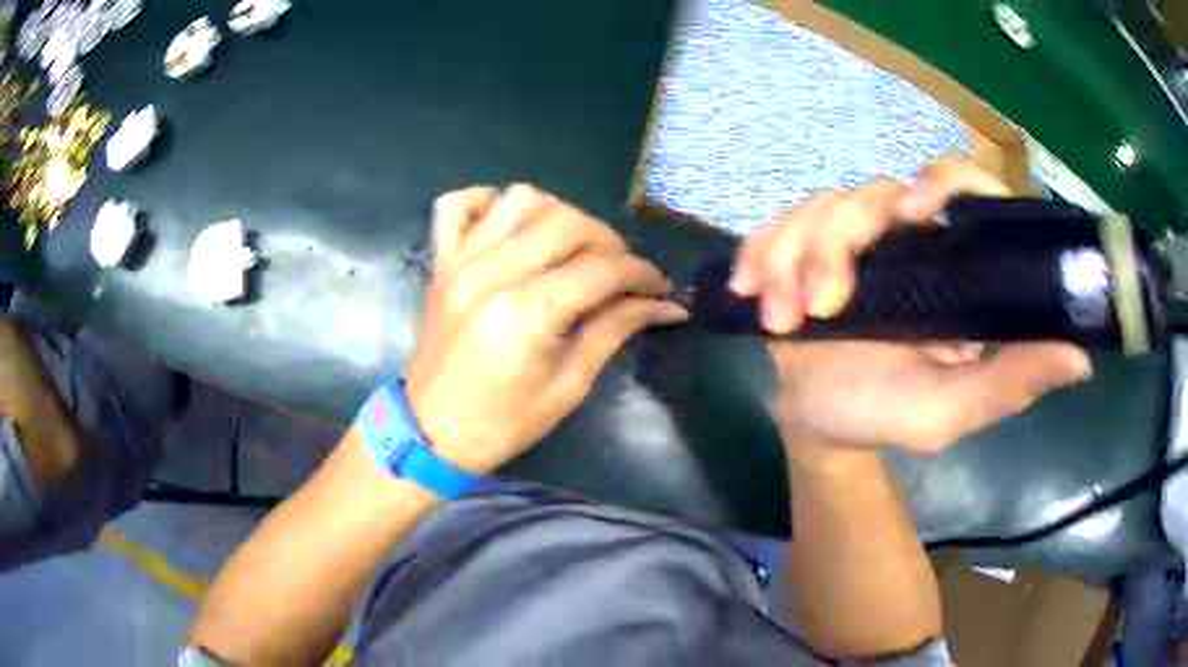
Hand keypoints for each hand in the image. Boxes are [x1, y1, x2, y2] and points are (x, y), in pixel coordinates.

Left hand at [405, 185, 687, 472]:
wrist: (431, 433)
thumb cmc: (503, 422)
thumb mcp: (569, 385)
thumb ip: (615, 330)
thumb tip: (665, 306)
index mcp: (526, 312)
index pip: (601, 268)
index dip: (640, 273)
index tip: (659, 287)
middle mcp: (492, 272)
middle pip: (568, 222)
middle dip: (609, 242)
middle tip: (621, 273)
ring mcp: (460, 261)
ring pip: (521, 199)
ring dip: (559, 214)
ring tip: (572, 248)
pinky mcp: (441, 262)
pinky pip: (457, 205)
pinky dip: (487, 202)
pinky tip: (510, 226)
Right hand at [731, 159, 1092, 453]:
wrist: (820, 426)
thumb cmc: (887, 416)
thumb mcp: (951, 411)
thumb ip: (1009, 383)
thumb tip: (1082, 356)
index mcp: (950, 267)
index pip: (961, 190)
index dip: (945, 181)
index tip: (915, 210)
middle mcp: (904, 240)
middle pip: (872, 194)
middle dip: (836, 244)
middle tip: (822, 306)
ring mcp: (852, 240)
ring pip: (819, 208)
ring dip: (793, 260)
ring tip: (784, 323)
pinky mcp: (803, 247)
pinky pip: (776, 227)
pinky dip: (760, 256)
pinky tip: (750, 293)